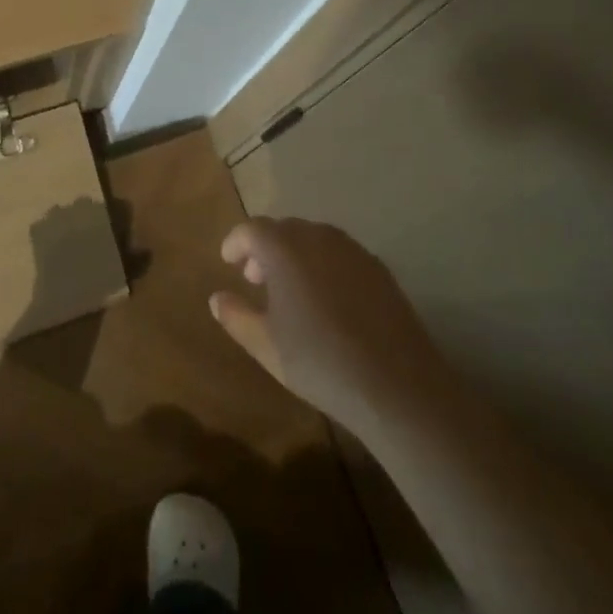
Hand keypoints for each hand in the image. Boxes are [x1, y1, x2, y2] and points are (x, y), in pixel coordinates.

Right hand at [210, 216, 445, 436]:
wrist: (396, 384)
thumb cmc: (319, 362)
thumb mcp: (265, 346)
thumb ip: (236, 316)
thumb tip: (217, 297)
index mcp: (285, 248)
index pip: (251, 229)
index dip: (236, 243)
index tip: (228, 262)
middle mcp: (318, 237)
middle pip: (283, 229)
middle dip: (265, 249)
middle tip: (255, 280)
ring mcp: (352, 249)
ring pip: (313, 239)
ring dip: (294, 254)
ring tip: (290, 290)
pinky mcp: (378, 267)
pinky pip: (339, 253)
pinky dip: (322, 264)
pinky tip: (325, 300)